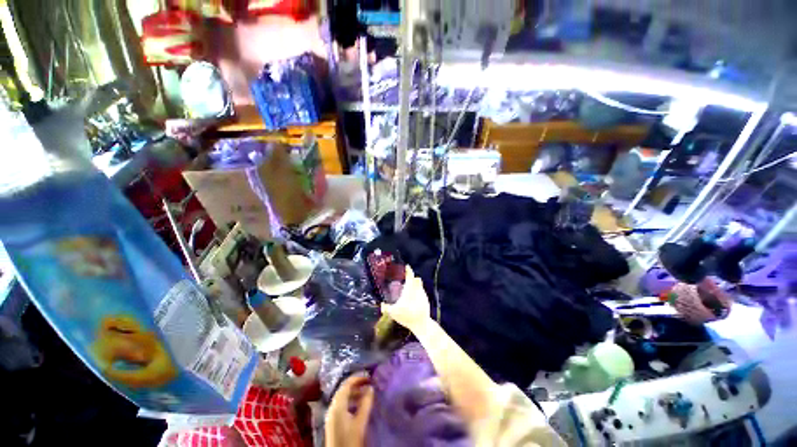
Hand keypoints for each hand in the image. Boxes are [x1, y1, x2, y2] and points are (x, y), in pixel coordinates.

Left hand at [326, 376, 374, 446]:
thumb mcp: (360, 422)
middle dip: (356, 385)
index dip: (358, 378)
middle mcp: (332, 407)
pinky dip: (350, 401)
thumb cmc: (350, 440)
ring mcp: (331, 415)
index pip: (346, 384)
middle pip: (343, 390)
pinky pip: (341, 405)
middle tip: (369, 384)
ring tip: (366, 394)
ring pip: (343, 398)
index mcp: (337, 405)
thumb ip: (366, 403)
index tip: (369, 377)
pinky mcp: (333, 422)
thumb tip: (371, 387)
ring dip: (354, 393)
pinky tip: (359, 406)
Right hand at [381, 266, 431, 332]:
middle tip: (404, 277)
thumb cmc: (407, 316)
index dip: (408, 270)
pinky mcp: (426, 299)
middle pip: (416, 278)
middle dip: (411, 277)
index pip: (410, 275)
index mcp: (410, 289)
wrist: (422, 324)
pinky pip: (421, 291)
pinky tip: (412, 297)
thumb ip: (385, 308)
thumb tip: (380, 304)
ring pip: (419, 285)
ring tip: (407, 287)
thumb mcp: (394, 313)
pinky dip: (417, 291)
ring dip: (414, 284)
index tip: (406, 266)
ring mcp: (423, 294)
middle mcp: (417, 289)